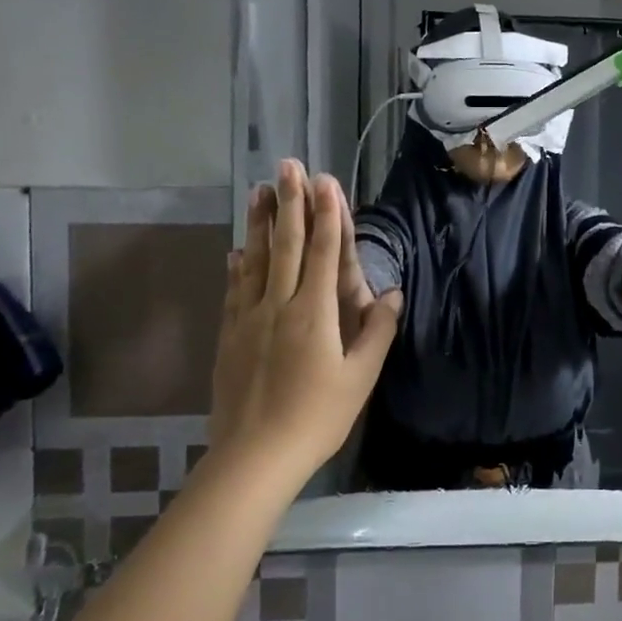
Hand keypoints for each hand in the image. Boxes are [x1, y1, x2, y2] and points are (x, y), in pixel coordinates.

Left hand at [211, 161, 401, 472]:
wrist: (254, 455)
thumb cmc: (317, 417)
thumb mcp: (360, 377)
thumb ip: (377, 331)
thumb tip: (391, 292)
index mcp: (315, 312)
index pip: (325, 252)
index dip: (327, 214)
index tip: (325, 180)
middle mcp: (279, 305)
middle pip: (288, 244)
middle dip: (291, 202)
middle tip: (288, 165)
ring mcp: (249, 318)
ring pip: (256, 260)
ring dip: (260, 223)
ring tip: (260, 190)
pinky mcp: (230, 335)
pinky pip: (235, 290)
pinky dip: (238, 265)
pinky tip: (237, 250)